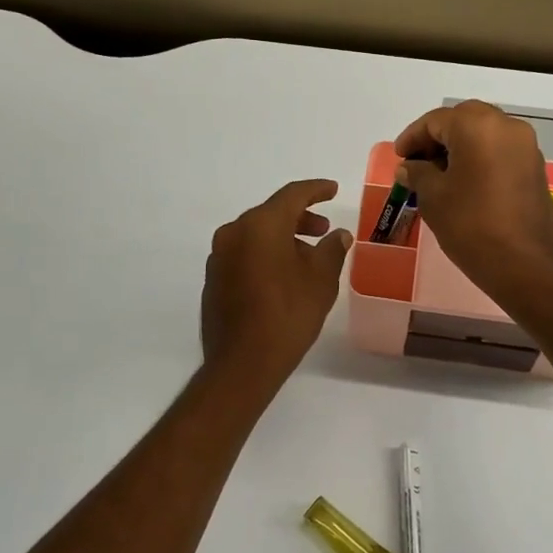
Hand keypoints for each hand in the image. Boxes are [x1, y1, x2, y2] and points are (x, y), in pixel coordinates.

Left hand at [201, 179, 352, 385]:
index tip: (333, 189)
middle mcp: (234, 233)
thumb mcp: (321, 281)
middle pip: (271, 214)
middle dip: (300, 219)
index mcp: (260, 225)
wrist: (243, 362)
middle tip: (324, 230)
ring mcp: (219, 256)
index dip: (316, 190)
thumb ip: (331, 250)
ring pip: (256, 235)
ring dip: (283, 239)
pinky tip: (284, 277)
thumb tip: (338, 235)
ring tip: (308, 259)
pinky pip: (244, 254)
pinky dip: (265, 255)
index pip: (293, 195)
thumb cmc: (288, 315)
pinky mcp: (214, 279)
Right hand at [394, 101, 552, 311]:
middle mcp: (507, 126)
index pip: (436, 120)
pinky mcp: (534, 167)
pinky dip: (479, 157)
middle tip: (417, 162)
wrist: (524, 264)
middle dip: (437, 137)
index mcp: (478, 126)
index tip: (399, 158)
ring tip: (437, 174)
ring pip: (484, 133)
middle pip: (463, 119)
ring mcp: (525, 146)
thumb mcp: (433, 197)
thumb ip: (417, 173)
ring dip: (459, 147)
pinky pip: (500, 150)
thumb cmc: (470, 225)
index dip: (412, 137)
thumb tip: (409, 167)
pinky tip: (463, 182)